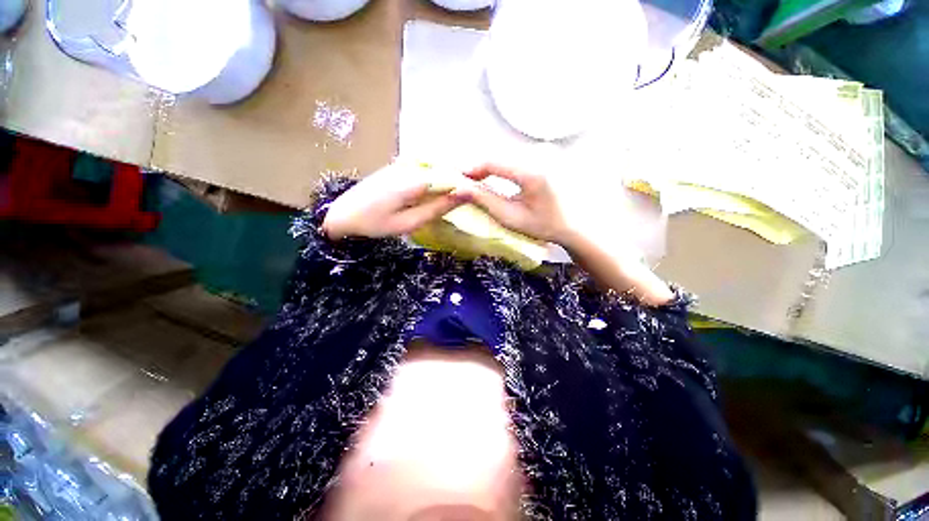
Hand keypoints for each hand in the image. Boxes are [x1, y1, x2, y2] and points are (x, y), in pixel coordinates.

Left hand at [323, 163, 469, 239]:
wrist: (342, 214)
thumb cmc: (375, 223)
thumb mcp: (409, 222)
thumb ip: (438, 208)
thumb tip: (464, 194)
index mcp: (415, 180)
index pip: (453, 176)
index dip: (467, 185)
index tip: (477, 196)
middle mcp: (411, 166)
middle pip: (445, 169)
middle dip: (459, 183)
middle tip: (467, 199)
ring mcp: (403, 164)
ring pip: (436, 169)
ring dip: (448, 182)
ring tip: (455, 197)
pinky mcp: (398, 166)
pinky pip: (425, 170)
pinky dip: (436, 180)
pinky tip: (437, 193)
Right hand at [461, 162, 671, 304]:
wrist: (577, 224)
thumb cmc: (545, 225)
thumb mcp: (512, 216)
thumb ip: (485, 200)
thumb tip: (460, 187)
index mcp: (533, 171)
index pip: (492, 162)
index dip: (471, 169)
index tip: (456, 178)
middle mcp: (540, 153)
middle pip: (499, 156)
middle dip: (479, 169)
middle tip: (463, 182)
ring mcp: (546, 151)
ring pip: (507, 155)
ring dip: (490, 167)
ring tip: (476, 181)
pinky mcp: (548, 153)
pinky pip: (518, 157)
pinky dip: (503, 166)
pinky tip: (495, 176)